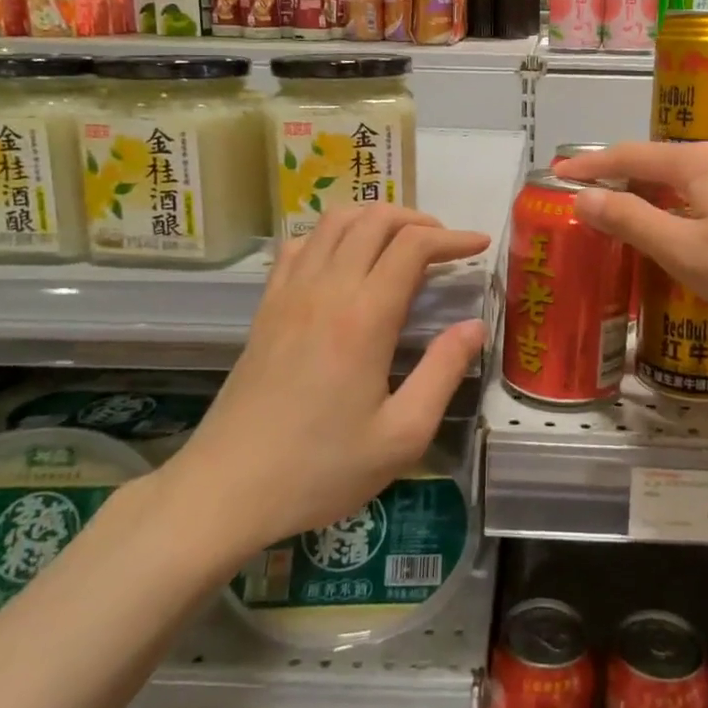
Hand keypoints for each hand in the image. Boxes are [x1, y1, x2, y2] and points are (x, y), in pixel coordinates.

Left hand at [167, 206, 487, 557]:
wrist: (227, 488)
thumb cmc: (321, 468)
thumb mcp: (402, 435)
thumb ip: (443, 372)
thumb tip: (474, 326)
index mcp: (364, 317)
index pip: (413, 246)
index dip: (452, 238)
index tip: (480, 246)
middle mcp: (325, 289)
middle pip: (374, 219)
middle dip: (418, 220)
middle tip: (445, 246)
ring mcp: (289, 293)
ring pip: (334, 222)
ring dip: (374, 219)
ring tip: (401, 244)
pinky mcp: (266, 307)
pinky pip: (299, 245)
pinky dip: (330, 236)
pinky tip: (344, 261)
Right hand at [555, 140, 707, 324]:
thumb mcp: (685, 250)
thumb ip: (631, 221)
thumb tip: (584, 198)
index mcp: (694, 162)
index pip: (627, 155)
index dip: (589, 165)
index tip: (556, 173)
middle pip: (656, 162)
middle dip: (618, 177)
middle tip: (587, 199)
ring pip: (685, 181)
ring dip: (651, 195)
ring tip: (628, 218)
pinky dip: (680, 208)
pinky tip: (684, 233)